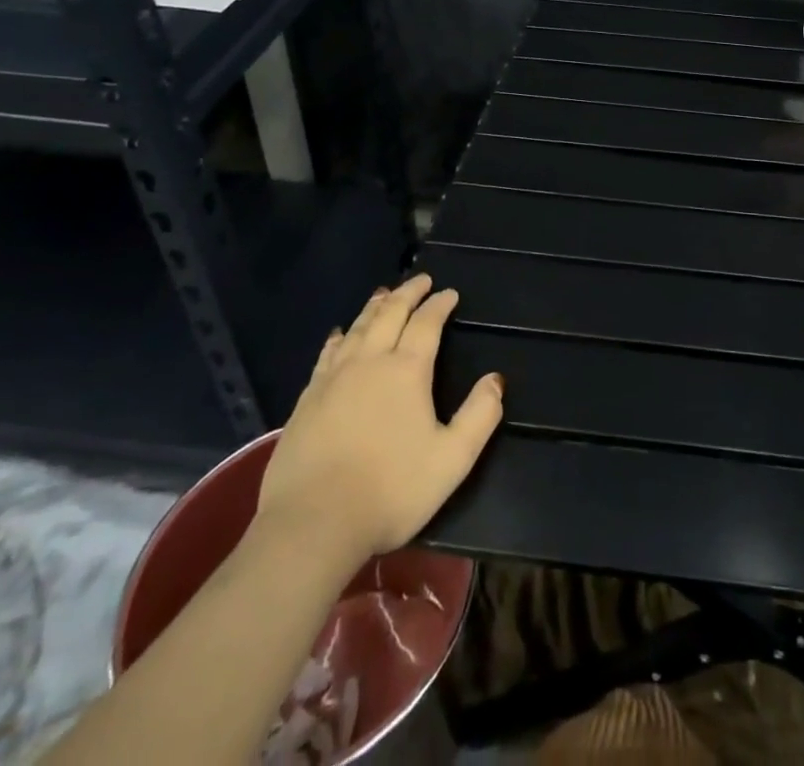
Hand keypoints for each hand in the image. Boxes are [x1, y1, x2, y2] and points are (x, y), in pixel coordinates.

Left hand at [254, 274, 503, 562]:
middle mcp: (369, 362)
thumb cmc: (391, 490)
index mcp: (406, 371)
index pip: (426, 323)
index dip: (439, 304)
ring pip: (357, 327)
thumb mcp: (452, 459)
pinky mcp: (307, 398)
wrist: (312, 524)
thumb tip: (496, 380)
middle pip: (390, 314)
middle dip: (408, 293)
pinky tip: (340, 333)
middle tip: (421, 280)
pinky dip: (340, 335)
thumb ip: (480, 416)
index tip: (449, 293)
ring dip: (375, 306)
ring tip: (385, 294)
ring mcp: (334, 378)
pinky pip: (328, 352)